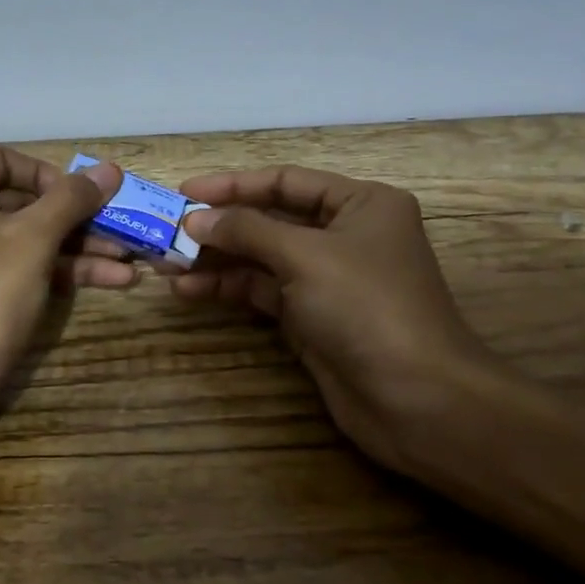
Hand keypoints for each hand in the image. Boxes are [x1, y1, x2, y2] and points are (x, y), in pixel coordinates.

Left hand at [0, 147, 129, 416]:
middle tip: (121, 226)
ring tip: (132, 259)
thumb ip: (73, 199)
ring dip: (79, 246)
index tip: (80, 196)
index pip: (4, 160)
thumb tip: (110, 168)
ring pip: (26, 238)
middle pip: (21, 202)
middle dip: (76, 217)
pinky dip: (60, 271)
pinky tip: (113, 280)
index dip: (48, 174)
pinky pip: (19, 267)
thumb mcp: (35, 238)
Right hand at [172, 166, 509, 471]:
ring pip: (261, 258)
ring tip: (166, 265)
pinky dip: (228, 289)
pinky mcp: (312, 317)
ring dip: (216, 260)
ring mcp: (327, 279)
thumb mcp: (305, 256)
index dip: (233, 185)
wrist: (418, 401)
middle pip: (270, 219)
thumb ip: (246, 230)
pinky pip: (262, 291)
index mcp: (361, 204)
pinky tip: (188, 292)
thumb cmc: (367, 307)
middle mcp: (345, 235)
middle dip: (219, 227)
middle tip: (167, 232)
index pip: (286, 182)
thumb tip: (194, 218)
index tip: (185, 192)